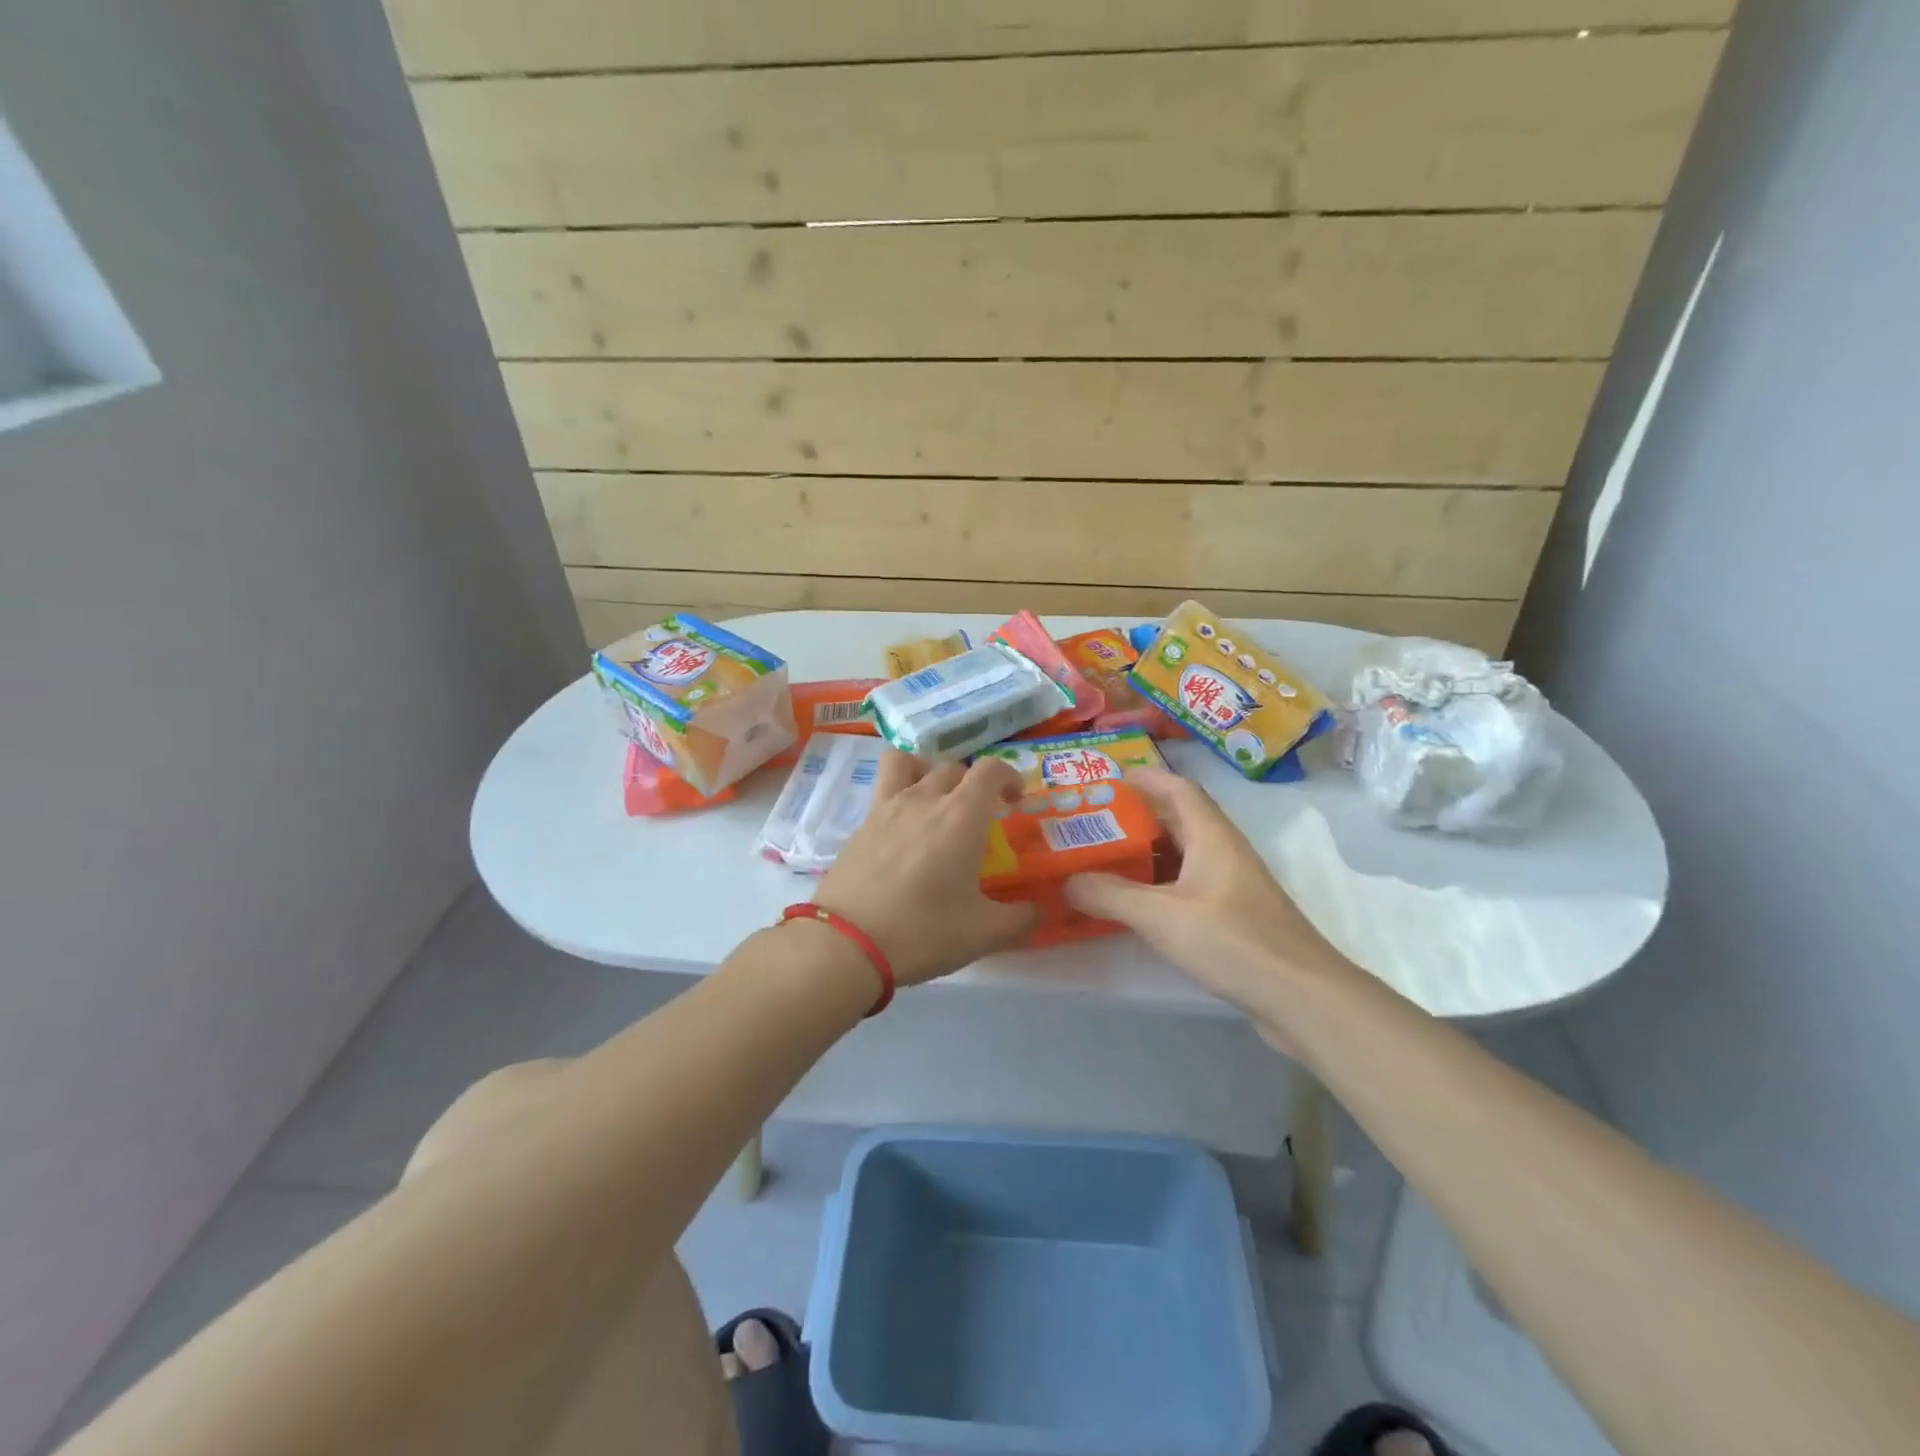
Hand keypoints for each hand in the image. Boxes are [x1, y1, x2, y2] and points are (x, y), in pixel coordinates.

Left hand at [813, 750, 1037, 986]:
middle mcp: (923, 799)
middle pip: (953, 767)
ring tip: (934, 802)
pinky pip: (884, 792)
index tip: (1015, 801)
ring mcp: (886, 808)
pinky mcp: (860, 826)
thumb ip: (1019, 919)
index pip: (990, 769)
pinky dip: (900, 798)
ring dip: (927, 771)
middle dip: (973, 784)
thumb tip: (1038, 912)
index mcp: (961, 816)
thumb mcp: (983, 933)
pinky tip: (903, 834)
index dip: (1010, 776)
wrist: (846, 944)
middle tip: (980, 815)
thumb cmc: (923, 931)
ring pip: (908, 764)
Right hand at [1064, 767, 1350, 1016]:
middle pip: (1178, 820)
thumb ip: (1111, 896)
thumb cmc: (1234, 942)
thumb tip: (1067, 881)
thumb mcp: (1162, 917)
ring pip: (1182, 855)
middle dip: (1137, 815)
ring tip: (1102, 858)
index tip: (1108, 779)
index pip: (1179, 788)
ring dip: (1146, 852)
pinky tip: (1133, 903)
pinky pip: (1187, 886)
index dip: (1146, 778)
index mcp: (1212, 837)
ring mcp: (1231, 886)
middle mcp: (1223, 853)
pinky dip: (1157, 885)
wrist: (1302, 998)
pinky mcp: (1233, 918)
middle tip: (1093, 821)